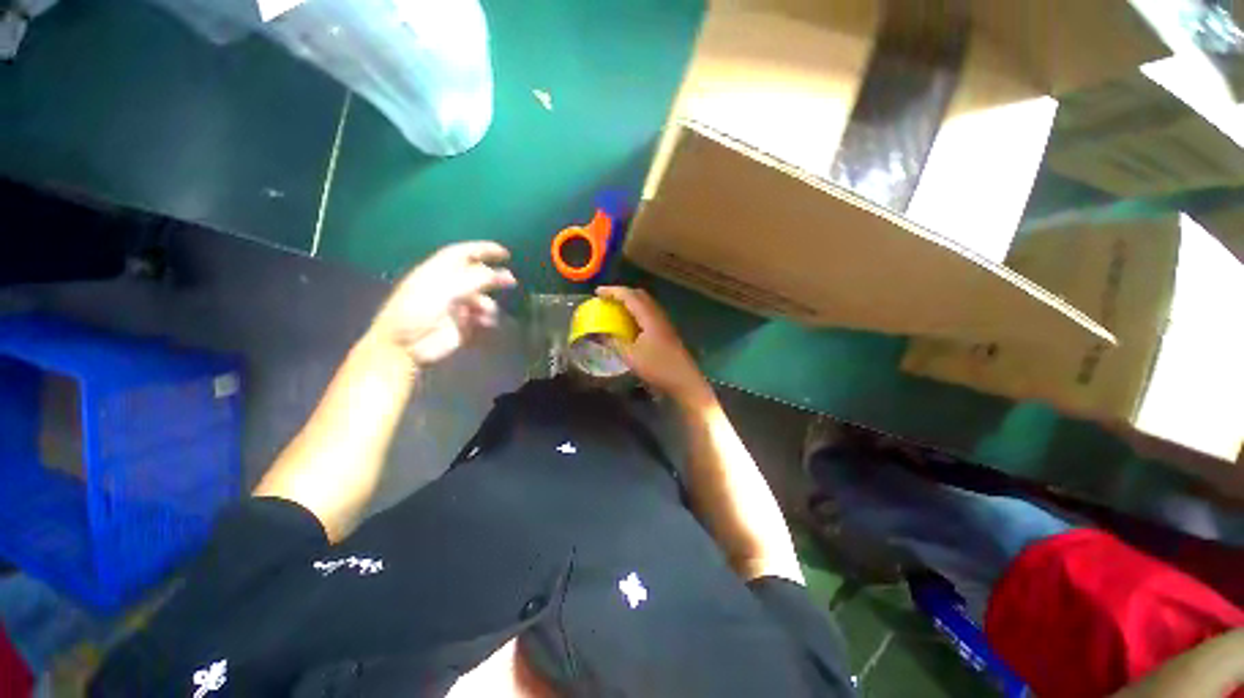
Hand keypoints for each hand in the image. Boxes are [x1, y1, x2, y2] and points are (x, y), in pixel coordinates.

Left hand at [370, 242, 515, 367]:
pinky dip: (487, 321)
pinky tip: (483, 325)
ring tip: (485, 314)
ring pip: (484, 300)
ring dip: (488, 306)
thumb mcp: (446, 289)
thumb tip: (506, 275)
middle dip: (493, 278)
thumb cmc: (418, 311)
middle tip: (511, 282)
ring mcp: (457, 307)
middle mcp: (449, 287)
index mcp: (437, 272)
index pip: (462, 253)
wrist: (405, 347)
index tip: (505, 254)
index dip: (483, 250)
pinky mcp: (463, 326)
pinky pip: (483, 320)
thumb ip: (477, 279)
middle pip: (477, 277)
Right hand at [596, 286, 713, 404]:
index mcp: (649, 317)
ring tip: (615, 308)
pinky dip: (636, 311)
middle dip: (621, 293)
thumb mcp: (631, 357)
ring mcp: (664, 322)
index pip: (629, 296)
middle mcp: (657, 315)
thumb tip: (601, 333)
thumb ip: (614, 342)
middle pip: (639, 295)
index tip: (597, 292)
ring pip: (645, 303)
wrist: (684, 380)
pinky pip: (648, 312)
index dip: (612, 291)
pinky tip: (630, 322)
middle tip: (606, 299)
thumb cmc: (657, 368)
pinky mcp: (666, 330)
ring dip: (630, 302)